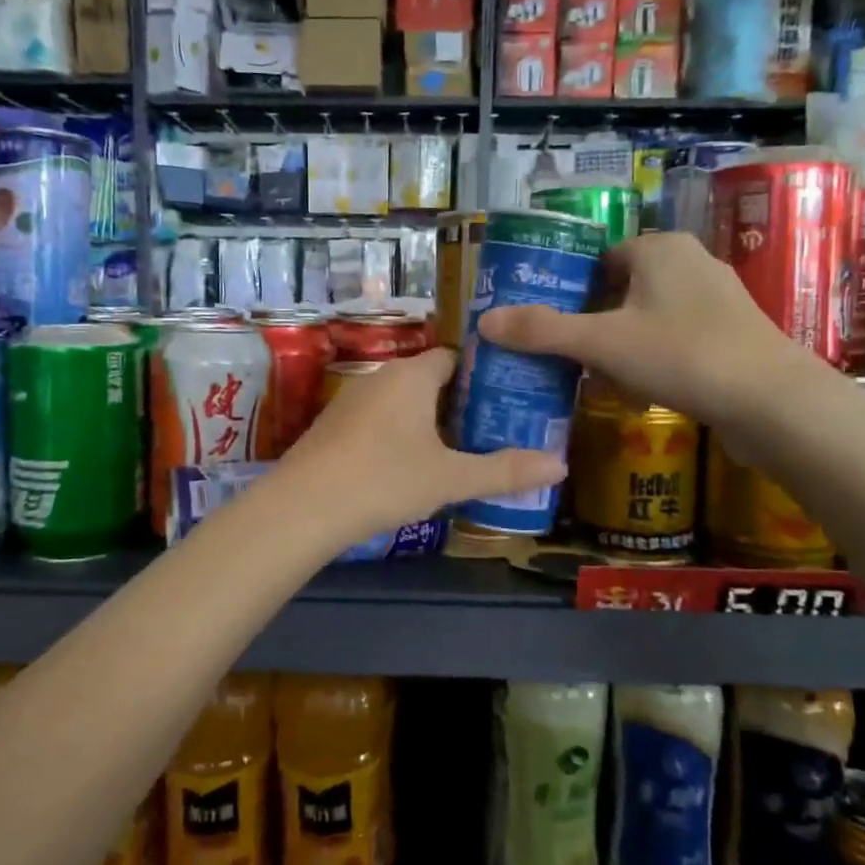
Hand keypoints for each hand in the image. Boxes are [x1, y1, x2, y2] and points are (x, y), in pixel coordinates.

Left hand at [275, 347, 564, 546]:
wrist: (303, 507)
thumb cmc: (385, 479)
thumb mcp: (451, 478)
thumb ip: (505, 471)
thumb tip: (561, 465)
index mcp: (412, 375)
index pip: (454, 357)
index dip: (481, 375)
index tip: (506, 399)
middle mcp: (380, 377)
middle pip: (428, 379)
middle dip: (457, 402)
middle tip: (490, 429)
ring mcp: (351, 401)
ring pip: (401, 402)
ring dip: (426, 421)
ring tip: (456, 450)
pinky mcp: (332, 426)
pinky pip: (377, 420)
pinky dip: (397, 435)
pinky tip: (407, 467)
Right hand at [476, 232, 817, 434]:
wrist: (772, 402)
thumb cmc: (682, 354)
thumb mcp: (601, 343)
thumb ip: (543, 331)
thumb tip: (484, 321)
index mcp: (659, 248)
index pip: (599, 257)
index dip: (568, 287)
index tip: (545, 321)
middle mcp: (690, 262)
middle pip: (621, 287)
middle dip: (591, 320)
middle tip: (562, 352)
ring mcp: (718, 299)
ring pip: (648, 315)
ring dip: (620, 342)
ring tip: (592, 375)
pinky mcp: (733, 334)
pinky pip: (676, 338)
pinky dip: (652, 357)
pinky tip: (638, 389)